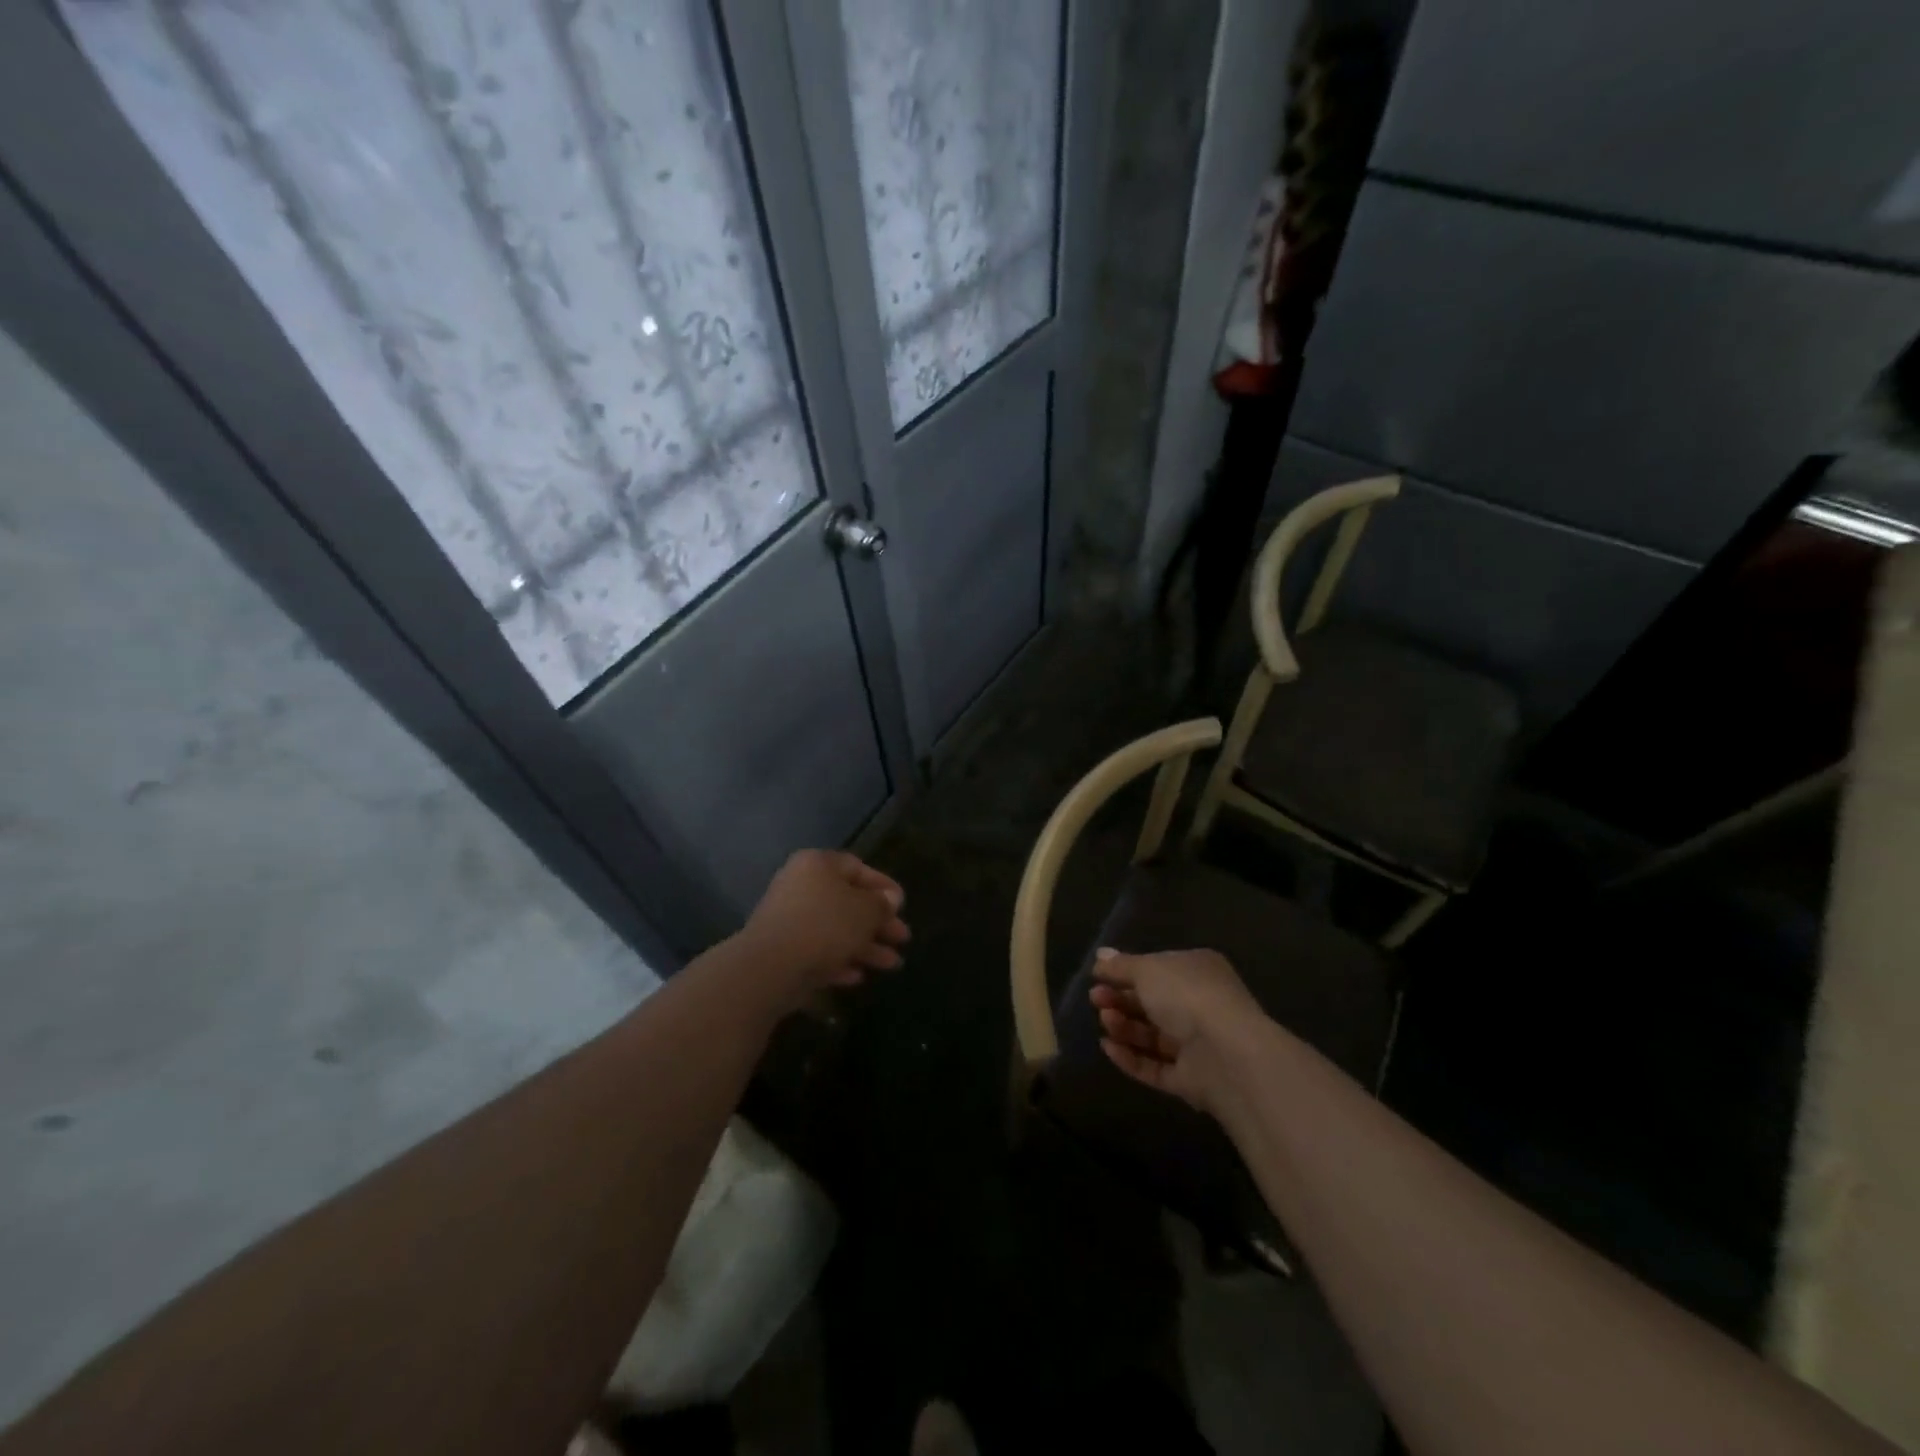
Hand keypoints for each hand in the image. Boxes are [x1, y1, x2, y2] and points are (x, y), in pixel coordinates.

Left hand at [735, 849, 909, 1008]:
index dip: (883, 886)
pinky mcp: (782, 949)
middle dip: (878, 922)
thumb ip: (881, 904)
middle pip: (848, 901)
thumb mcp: (865, 911)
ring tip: (892, 965)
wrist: (770, 966)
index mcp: (818, 865)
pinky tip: (858, 977)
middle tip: (903, 938)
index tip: (902, 904)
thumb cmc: (824, 926)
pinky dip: (839, 961)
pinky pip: (818, 950)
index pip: (857, 868)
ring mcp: (789, 919)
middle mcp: (801, 886)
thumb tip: (890, 899)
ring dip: (865, 946)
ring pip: (835, 929)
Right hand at [1089, 947, 1264, 1114]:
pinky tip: (1108, 1047)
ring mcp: (1197, 1045)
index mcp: (1197, 971)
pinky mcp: (1190, 1079)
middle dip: (1121, 1000)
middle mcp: (1200, 1005)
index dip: (1127, 972)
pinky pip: (1155, 1066)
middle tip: (1095, 999)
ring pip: (1152, 1035)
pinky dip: (1130, 1057)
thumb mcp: (1147, 969)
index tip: (1098, 976)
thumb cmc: (1186, 995)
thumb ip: (1121, 966)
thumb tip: (1100, 956)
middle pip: (1152, 1003)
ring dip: (1124, 1026)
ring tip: (1104, 1020)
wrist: (1227, 1054)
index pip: (1158, 969)